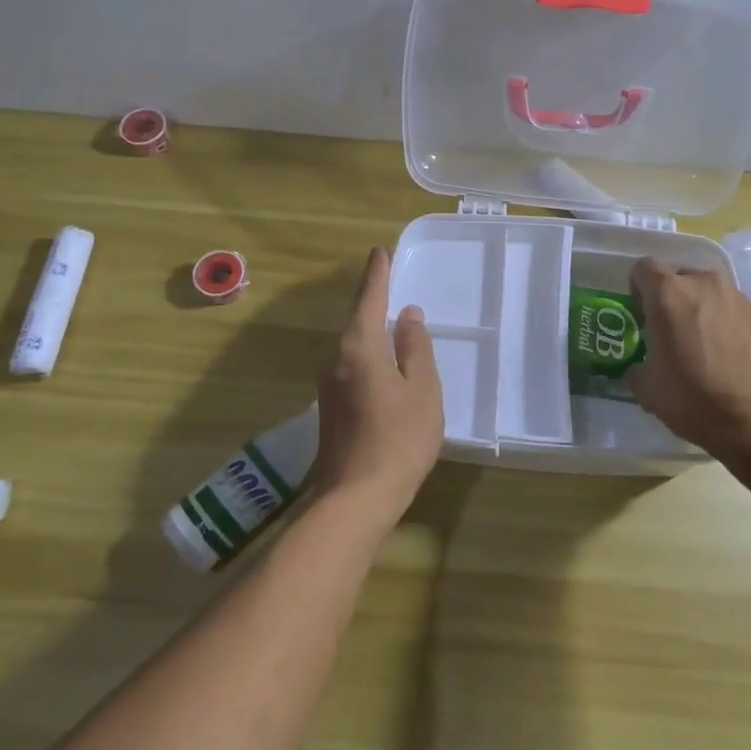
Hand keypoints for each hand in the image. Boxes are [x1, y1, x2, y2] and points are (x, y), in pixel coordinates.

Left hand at [311, 247, 444, 524]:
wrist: (356, 498)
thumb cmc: (399, 438)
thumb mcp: (422, 389)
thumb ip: (415, 347)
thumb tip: (408, 315)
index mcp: (359, 346)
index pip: (369, 298)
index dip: (377, 274)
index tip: (380, 251)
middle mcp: (336, 357)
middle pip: (357, 319)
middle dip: (374, 299)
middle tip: (392, 280)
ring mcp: (329, 383)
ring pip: (353, 344)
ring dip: (371, 329)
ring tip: (394, 319)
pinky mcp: (330, 406)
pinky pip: (351, 364)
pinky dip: (368, 352)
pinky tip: (384, 362)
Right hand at [626, 257, 750, 453]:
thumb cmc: (697, 397)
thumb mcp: (648, 390)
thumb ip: (636, 368)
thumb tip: (640, 367)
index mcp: (668, 293)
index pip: (643, 268)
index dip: (637, 289)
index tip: (641, 316)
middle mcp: (702, 283)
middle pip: (676, 277)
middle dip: (668, 298)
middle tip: (667, 332)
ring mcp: (734, 295)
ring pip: (704, 291)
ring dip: (696, 308)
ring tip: (698, 343)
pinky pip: (727, 306)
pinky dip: (720, 320)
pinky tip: (724, 353)